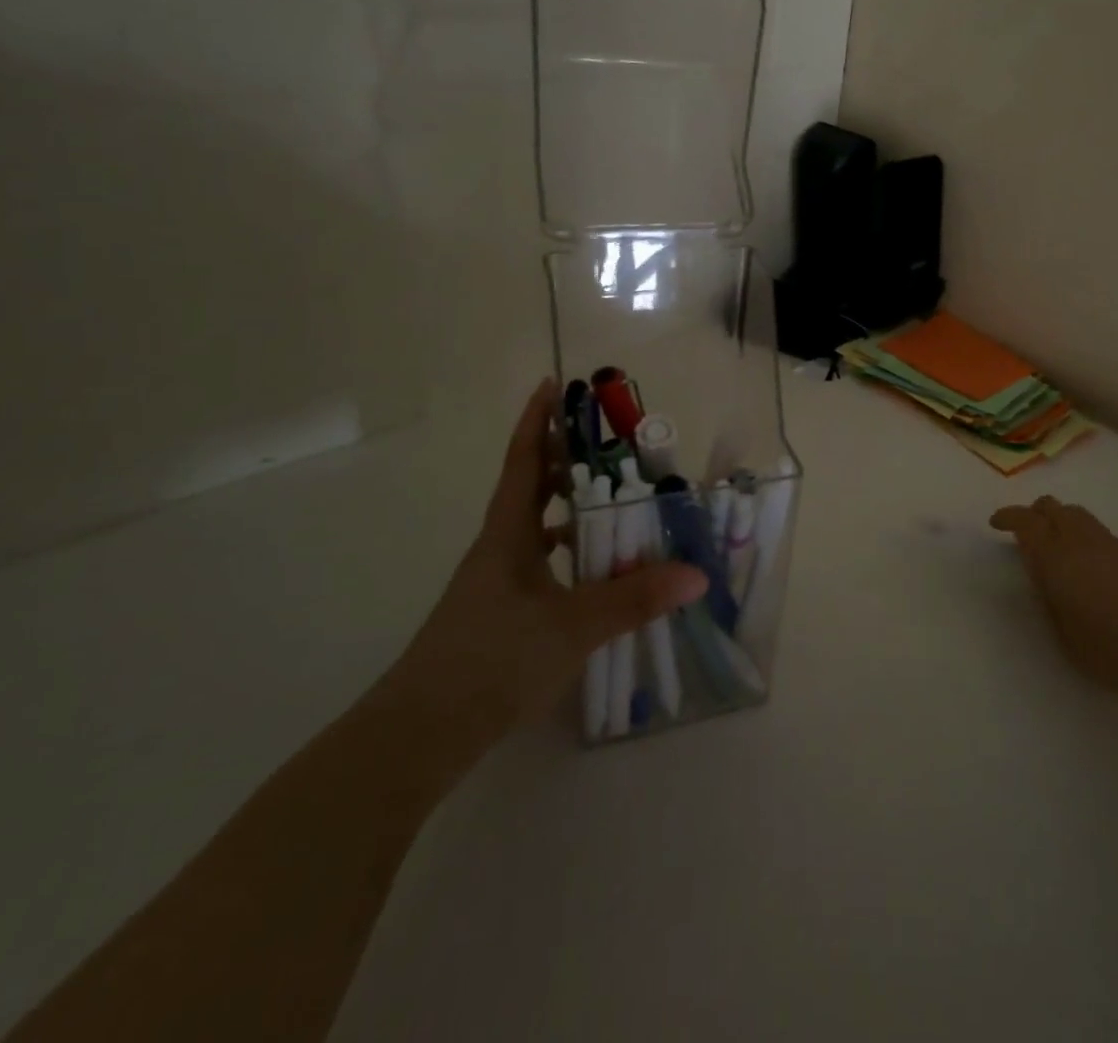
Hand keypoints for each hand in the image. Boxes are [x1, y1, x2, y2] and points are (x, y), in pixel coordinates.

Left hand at [384, 379, 705, 759]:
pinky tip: (593, 573)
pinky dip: (567, 555)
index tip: (551, 384)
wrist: (421, 734)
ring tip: (611, 500)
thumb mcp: (573, 626)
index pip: (523, 462)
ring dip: (567, 508)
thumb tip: (695, 573)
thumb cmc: (492, 660)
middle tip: (604, 438)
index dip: (537, 421)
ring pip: (535, 529)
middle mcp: (498, 549)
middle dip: (561, 458)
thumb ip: (635, 599)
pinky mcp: (498, 615)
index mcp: (508, 535)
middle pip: (530, 488)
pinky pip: (539, 564)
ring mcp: (494, 584)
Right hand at [991, 496, 1117, 696]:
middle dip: (1033, 514)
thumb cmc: (1111, 650)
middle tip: (1024, 535)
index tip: (996, 524)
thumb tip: (1042, 575)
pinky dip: (1081, 534)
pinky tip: (1085, 563)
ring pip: (1077, 513)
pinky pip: (1097, 530)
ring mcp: (1110, 544)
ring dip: (1059, 520)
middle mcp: (1081, 540)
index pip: (1026, 521)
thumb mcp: (1063, 634)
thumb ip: (1048, 597)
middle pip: (1052, 507)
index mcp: (1056, 557)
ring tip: (1055, 546)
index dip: (1008, 517)